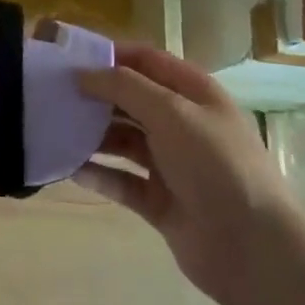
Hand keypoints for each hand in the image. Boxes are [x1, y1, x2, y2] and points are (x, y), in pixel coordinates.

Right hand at [75, 45, 291, 304]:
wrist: (254, 250)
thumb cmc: (216, 165)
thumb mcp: (171, 112)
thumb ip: (124, 87)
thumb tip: (82, 73)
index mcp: (192, 92)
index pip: (144, 60)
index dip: (108, 55)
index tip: (67, 56)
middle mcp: (180, 123)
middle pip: (129, 99)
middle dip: (93, 95)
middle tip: (50, 94)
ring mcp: (170, 163)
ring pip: (121, 140)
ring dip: (91, 135)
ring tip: (53, 130)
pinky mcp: (158, 201)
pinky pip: (121, 180)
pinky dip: (98, 173)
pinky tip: (69, 169)